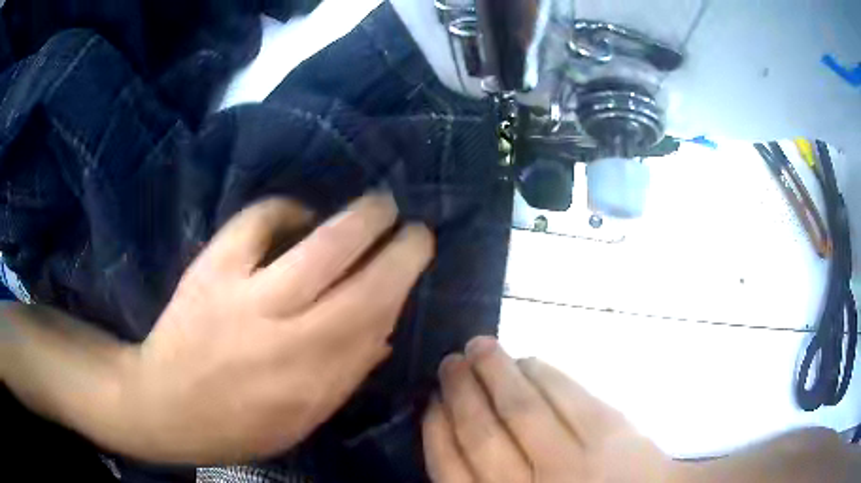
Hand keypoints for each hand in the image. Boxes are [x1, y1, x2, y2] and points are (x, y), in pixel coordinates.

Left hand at [113, 193, 432, 463]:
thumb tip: (384, 329)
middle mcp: (288, 337)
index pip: (376, 319)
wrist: (165, 404)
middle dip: (399, 247)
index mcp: (314, 379)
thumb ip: (346, 376)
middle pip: (361, 283)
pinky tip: (297, 212)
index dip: (404, 279)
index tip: (418, 255)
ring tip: (377, 204)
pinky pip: (256, 223)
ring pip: (320, 247)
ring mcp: (246, 298)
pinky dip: (283, 209)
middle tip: (413, 226)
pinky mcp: (212, 270)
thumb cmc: (238, 423)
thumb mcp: (301, 420)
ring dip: (359, 218)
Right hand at [423, 337, 674, 481]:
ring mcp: (573, 461)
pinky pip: (566, 395)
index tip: (431, 403)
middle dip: (460, 393)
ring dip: (495, 371)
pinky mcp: (610, 432)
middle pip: (482, 435)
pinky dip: (542, 373)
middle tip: (450, 363)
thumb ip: (490, 482)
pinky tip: (529, 359)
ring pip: (521, 408)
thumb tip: (458, 437)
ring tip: (479, 346)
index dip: (437, 431)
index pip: (452, 471)